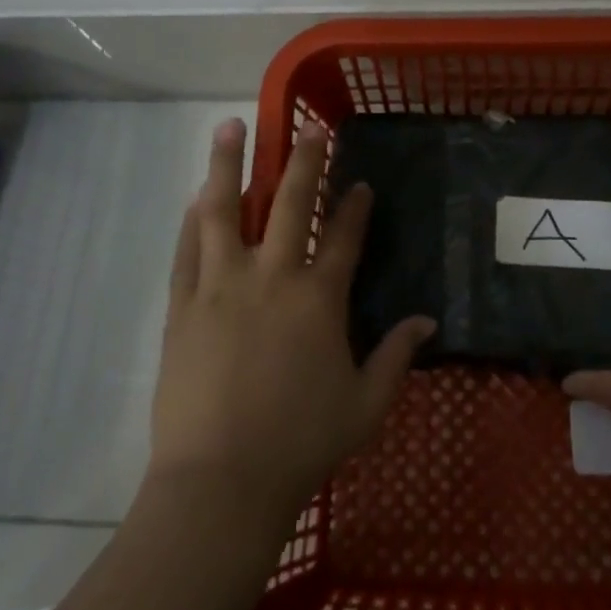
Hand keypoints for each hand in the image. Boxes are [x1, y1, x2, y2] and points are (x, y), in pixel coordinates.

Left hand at [149, 116, 433, 517]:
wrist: (220, 482)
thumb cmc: (301, 443)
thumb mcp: (366, 404)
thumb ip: (397, 356)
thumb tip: (427, 321)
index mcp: (319, 298)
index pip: (344, 236)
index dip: (355, 206)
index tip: (360, 183)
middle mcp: (272, 277)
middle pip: (288, 204)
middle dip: (302, 162)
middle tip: (307, 130)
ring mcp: (221, 286)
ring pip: (224, 211)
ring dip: (229, 166)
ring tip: (229, 128)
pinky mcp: (183, 306)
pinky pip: (187, 250)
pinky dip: (192, 219)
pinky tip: (196, 197)